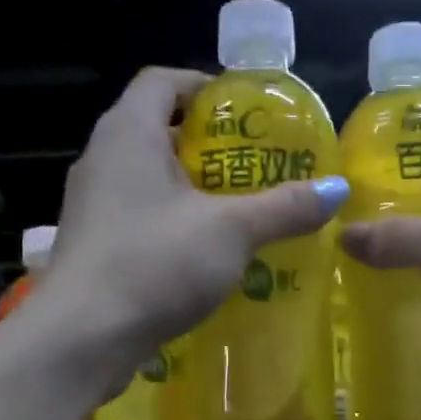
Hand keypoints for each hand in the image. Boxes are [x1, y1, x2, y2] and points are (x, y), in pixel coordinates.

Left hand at [37, 66, 348, 381]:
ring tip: (239, 211)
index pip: (163, 81)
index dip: (204, 86)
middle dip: (207, 146)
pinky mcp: (94, 248)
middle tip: (254, 166)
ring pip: (148, 181)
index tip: (244, 112)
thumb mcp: (231, 232)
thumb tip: (338, 190)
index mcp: (129, 133)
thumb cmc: (154, 264)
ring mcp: (92, 207)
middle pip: (157, 131)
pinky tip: (206, 255)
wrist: (82, 338)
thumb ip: (284, 208)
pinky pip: (140, 220)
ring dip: (191, 191)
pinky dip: (173, 225)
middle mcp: (102, 160)